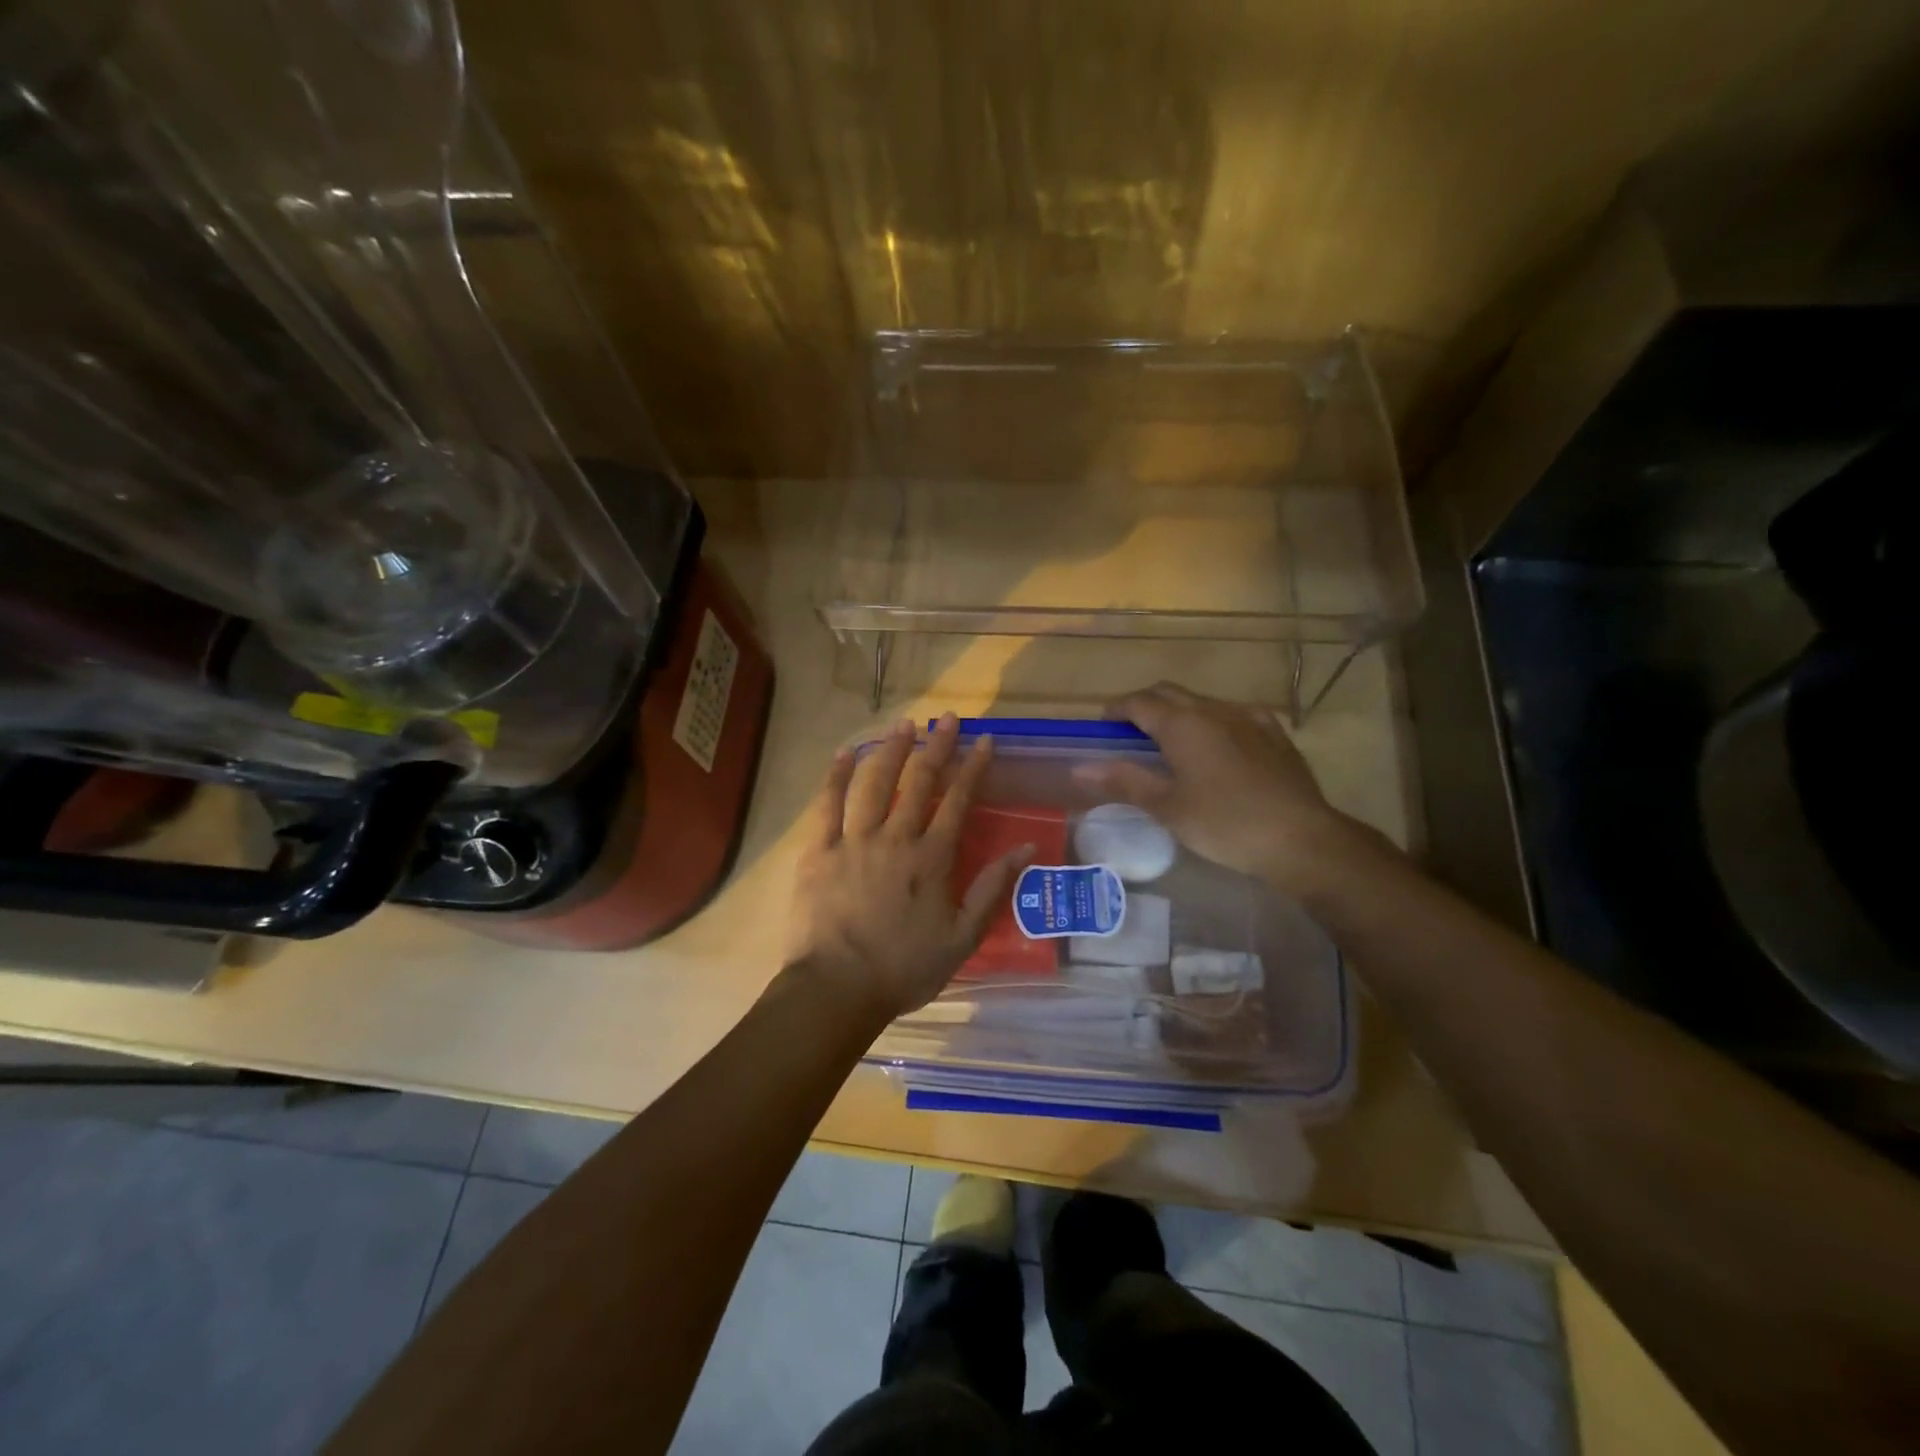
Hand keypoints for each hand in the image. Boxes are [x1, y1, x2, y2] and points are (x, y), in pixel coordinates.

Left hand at [785, 714, 1033, 1023]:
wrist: (836, 989)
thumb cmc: (904, 969)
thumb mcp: (962, 937)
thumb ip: (992, 889)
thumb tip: (1025, 848)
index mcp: (931, 858)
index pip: (958, 801)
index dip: (973, 767)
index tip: (984, 741)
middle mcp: (896, 838)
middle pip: (919, 781)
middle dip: (936, 745)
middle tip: (947, 717)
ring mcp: (854, 841)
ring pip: (874, 783)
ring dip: (891, 749)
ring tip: (903, 723)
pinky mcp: (820, 851)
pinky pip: (827, 805)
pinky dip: (835, 777)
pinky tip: (843, 754)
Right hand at [1072, 682, 1365, 892]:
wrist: (1301, 838)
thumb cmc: (1224, 823)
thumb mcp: (1167, 807)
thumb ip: (1124, 781)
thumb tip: (1081, 766)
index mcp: (1182, 723)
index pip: (1138, 702)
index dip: (1116, 710)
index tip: (1103, 726)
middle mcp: (1213, 709)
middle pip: (1169, 693)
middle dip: (1144, 705)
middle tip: (1129, 733)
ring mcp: (1248, 717)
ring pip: (1202, 702)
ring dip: (1178, 712)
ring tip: (1170, 743)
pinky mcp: (1274, 732)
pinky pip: (1233, 714)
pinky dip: (1212, 721)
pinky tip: (1217, 746)